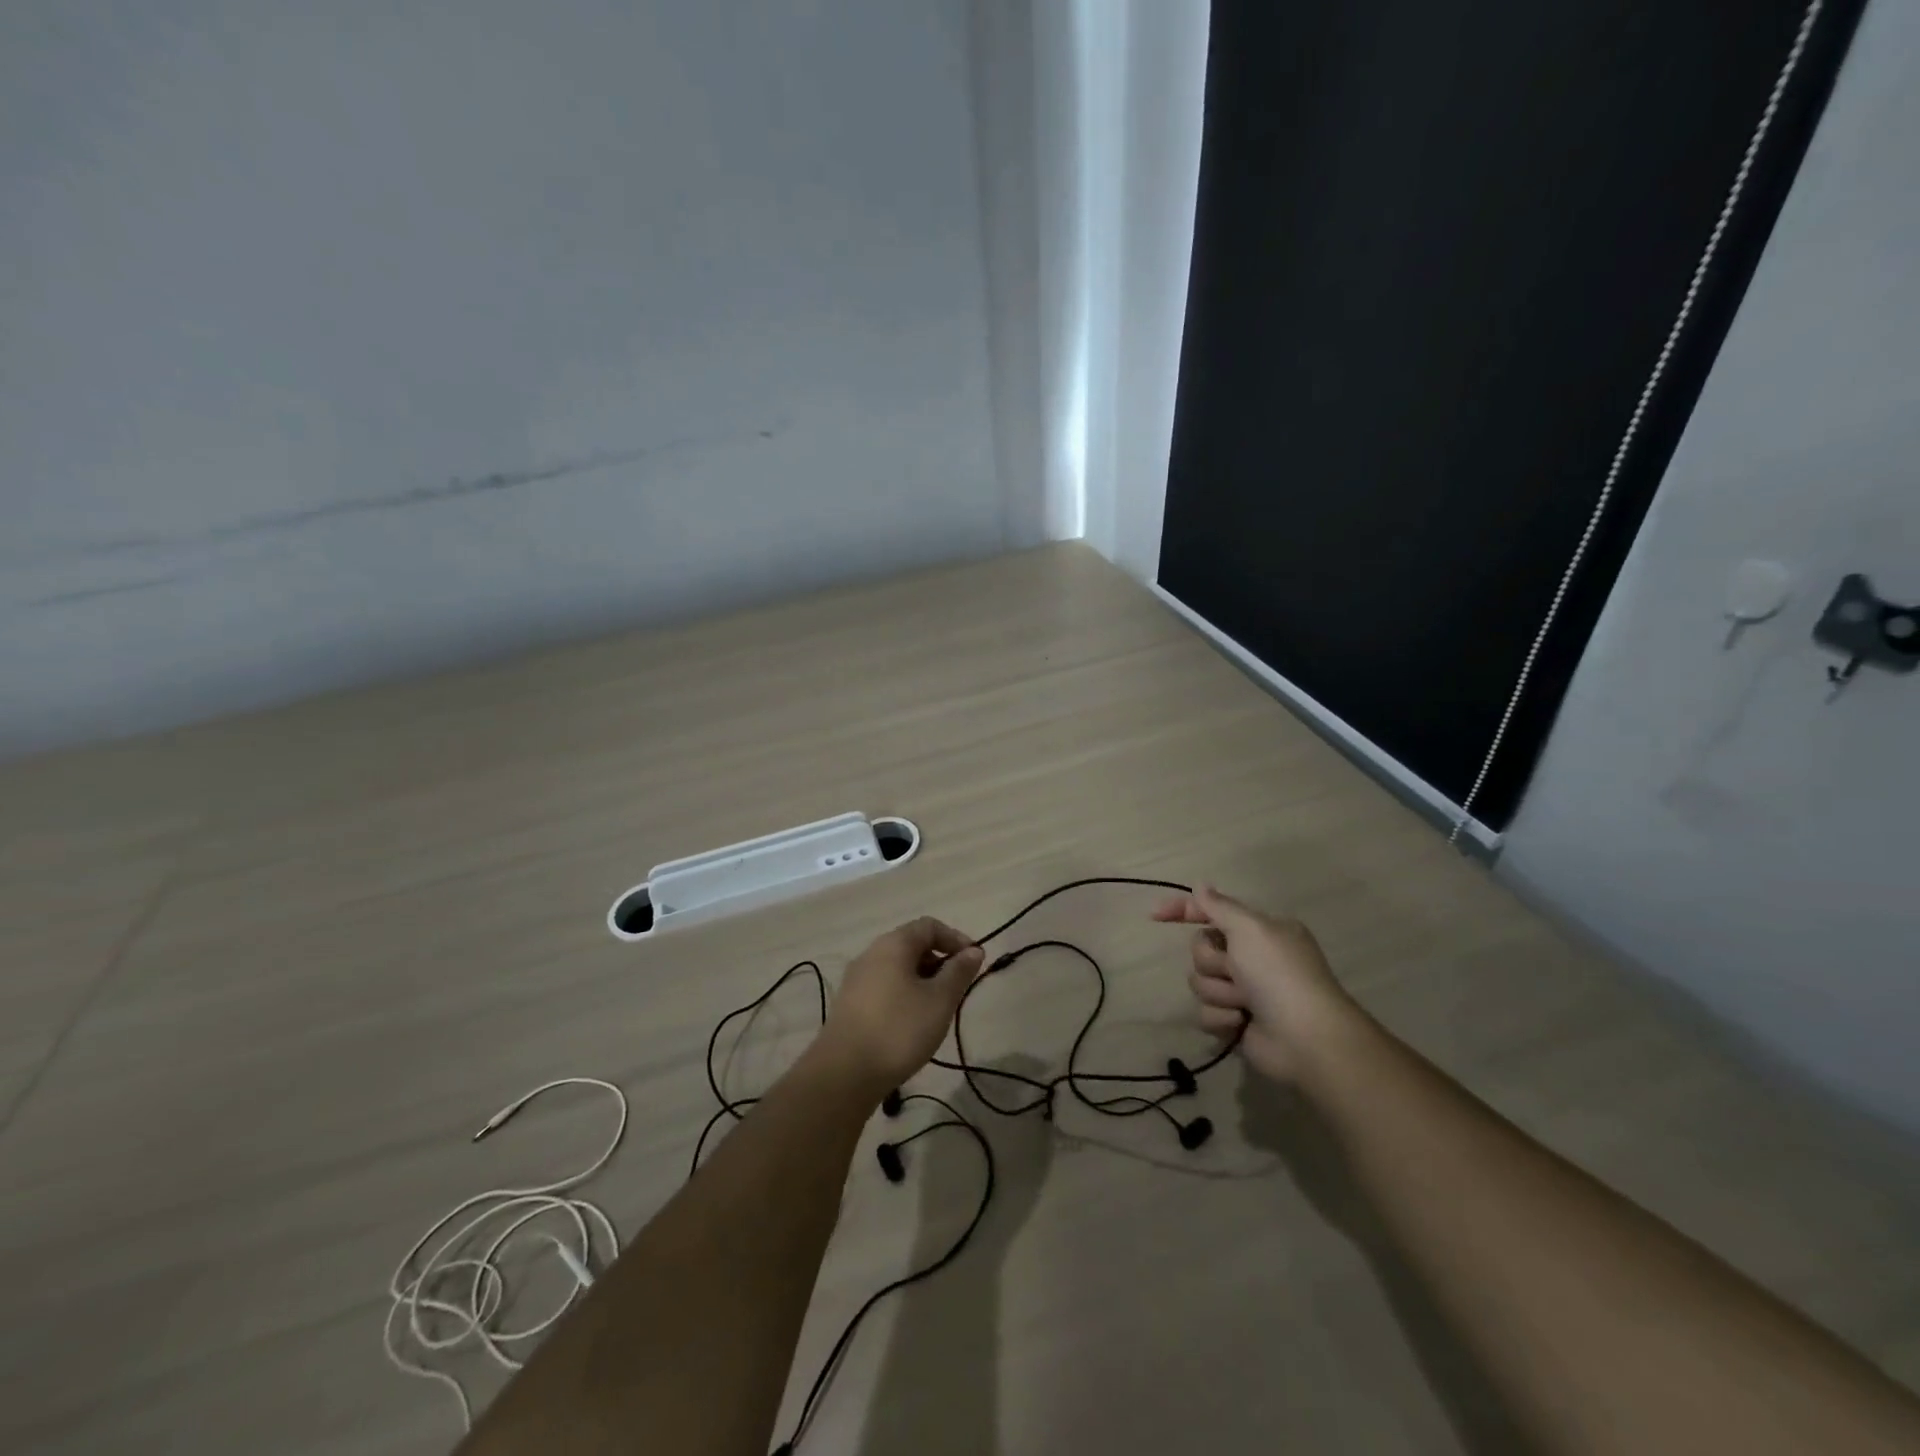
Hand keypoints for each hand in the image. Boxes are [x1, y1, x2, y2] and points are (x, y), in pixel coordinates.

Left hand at [817, 917, 984, 1092]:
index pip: (929, 926)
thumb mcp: (939, 1000)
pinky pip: (884, 987)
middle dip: (939, 962)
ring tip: (937, 1010)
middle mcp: (871, 954)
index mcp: (893, 944)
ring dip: (922, 981)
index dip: (956, 939)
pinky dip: (904, 995)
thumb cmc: (899, 1030)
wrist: (843, 1074)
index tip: (975, 962)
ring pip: (897, 968)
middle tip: (957, 989)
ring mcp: (856, 979)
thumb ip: (959, 972)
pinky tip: (911, 1024)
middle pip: (912, 945)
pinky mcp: (849, 1004)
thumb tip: (974, 950)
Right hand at [1153, 884, 1355, 1083]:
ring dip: (1219, 993)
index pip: (1212, 911)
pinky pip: (1206, 1013)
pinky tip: (1241, 1024)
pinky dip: (1222, 1019)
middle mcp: (1251, 958)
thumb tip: (1200, 886)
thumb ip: (1219, 906)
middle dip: (1213, 962)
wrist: (1305, 1038)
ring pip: (1200, 983)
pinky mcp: (1235, 1023)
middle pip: (1201, 950)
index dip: (1183, 910)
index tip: (1154, 916)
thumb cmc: (1279, 974)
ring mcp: (1244, 992)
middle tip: (1236, 971)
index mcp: (1260, 931)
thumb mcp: (1250, 928)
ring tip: (1244, 1004)